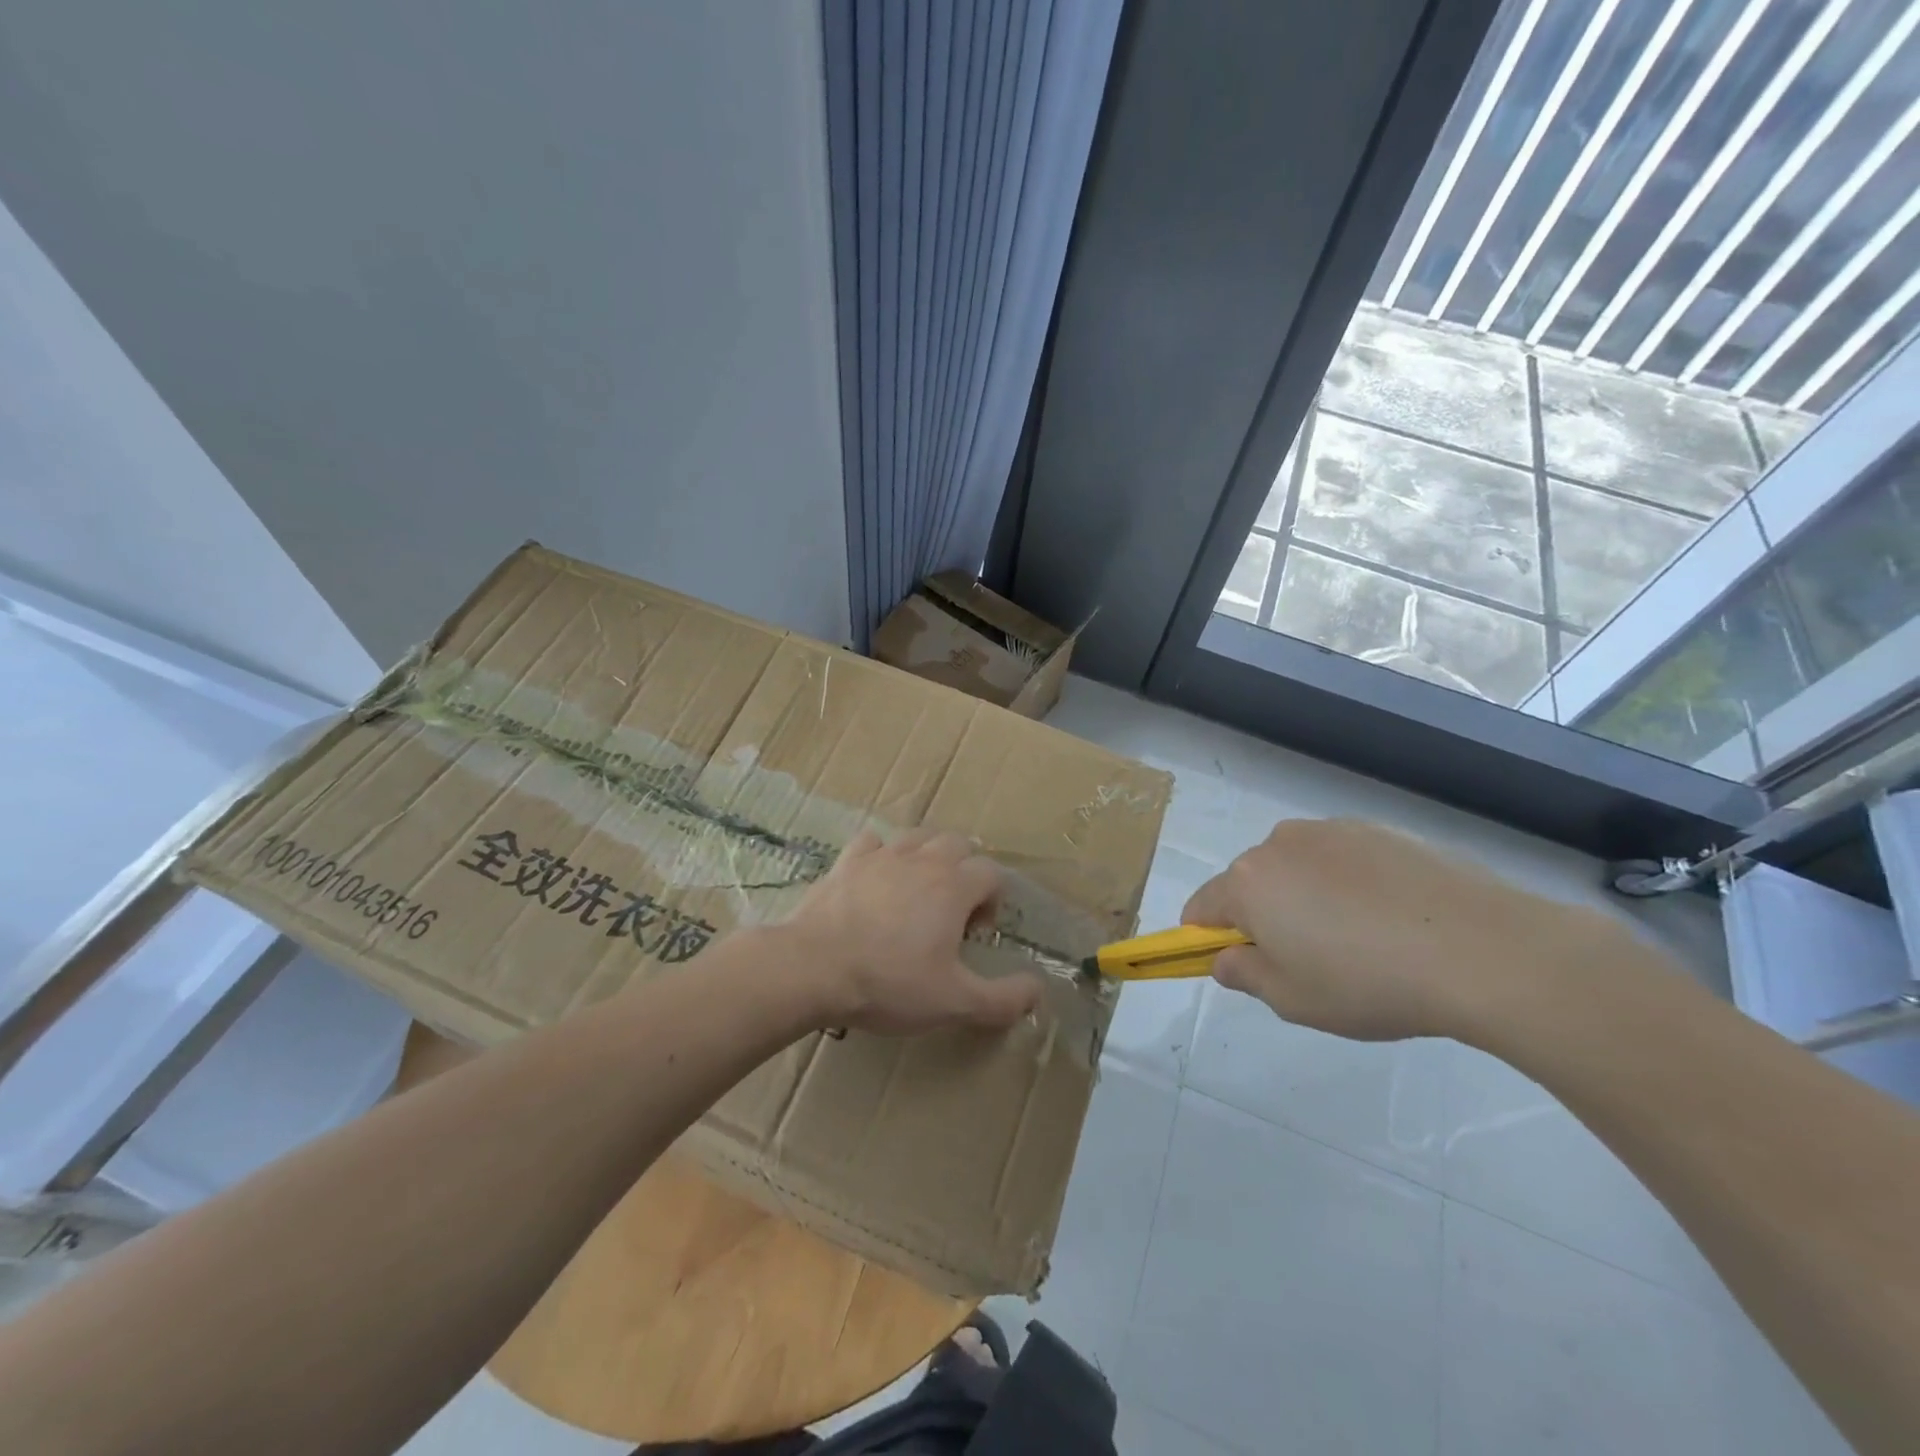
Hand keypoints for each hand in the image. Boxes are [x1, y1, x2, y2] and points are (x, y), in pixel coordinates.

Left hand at [785, 828, 1042, 1035]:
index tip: (975, 935)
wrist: (813, 968)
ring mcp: (882, 855)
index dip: (992, 901)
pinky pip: (872, 843)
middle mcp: (922, 859)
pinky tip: (875, 881)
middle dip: (964, 871)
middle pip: (958, 844)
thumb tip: (1038, 991)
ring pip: (917, 837)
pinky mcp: (847, 862)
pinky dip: (881, 855)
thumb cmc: (890, 983)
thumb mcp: (955, 1002)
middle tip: (950, 913)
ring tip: (917, 894)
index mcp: (954, 885)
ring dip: (926, 858)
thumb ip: (1004, 999)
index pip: (992, 872)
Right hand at [1183, 818, 1628, 1042]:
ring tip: (1363, 941)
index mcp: (1247, 883)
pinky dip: (1351, 884)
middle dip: (1265, 918)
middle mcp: (1279, 844)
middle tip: (1310, 963)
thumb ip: (1244, 976)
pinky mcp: (1379, 829)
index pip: (1202, 908)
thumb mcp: (1293, 1001)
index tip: (1242, 967)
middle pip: (1251, 883)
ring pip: (1298, 868)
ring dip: (1308, 897)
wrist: (1482, 949)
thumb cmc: (1369, 983)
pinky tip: (1395, 919)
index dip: (1209, 940)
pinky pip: (1344, 859)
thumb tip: (1225, 958)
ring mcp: (1332, 831)